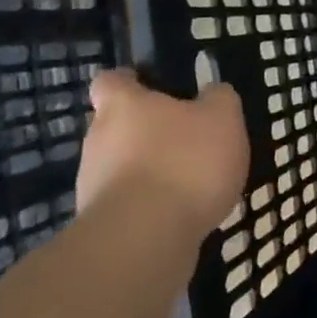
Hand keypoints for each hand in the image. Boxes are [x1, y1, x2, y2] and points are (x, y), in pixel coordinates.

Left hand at [76, 68, 249, 233]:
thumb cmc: (186, 162)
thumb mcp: (223, 118)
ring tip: (191, 185)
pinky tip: (181, 214)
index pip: (111, 80)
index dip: (131, 81)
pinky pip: (128, 202)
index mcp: (124, 105)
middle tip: (189, 142)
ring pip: (123, 166)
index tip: (153, 87)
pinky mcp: (100, 221)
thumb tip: (213, 92)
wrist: (144, 237)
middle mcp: (98, 138)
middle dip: (149, 132)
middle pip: (118, 126)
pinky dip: (150, 204)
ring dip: (151, 171)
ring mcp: (93, 182)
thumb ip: (220, 99)